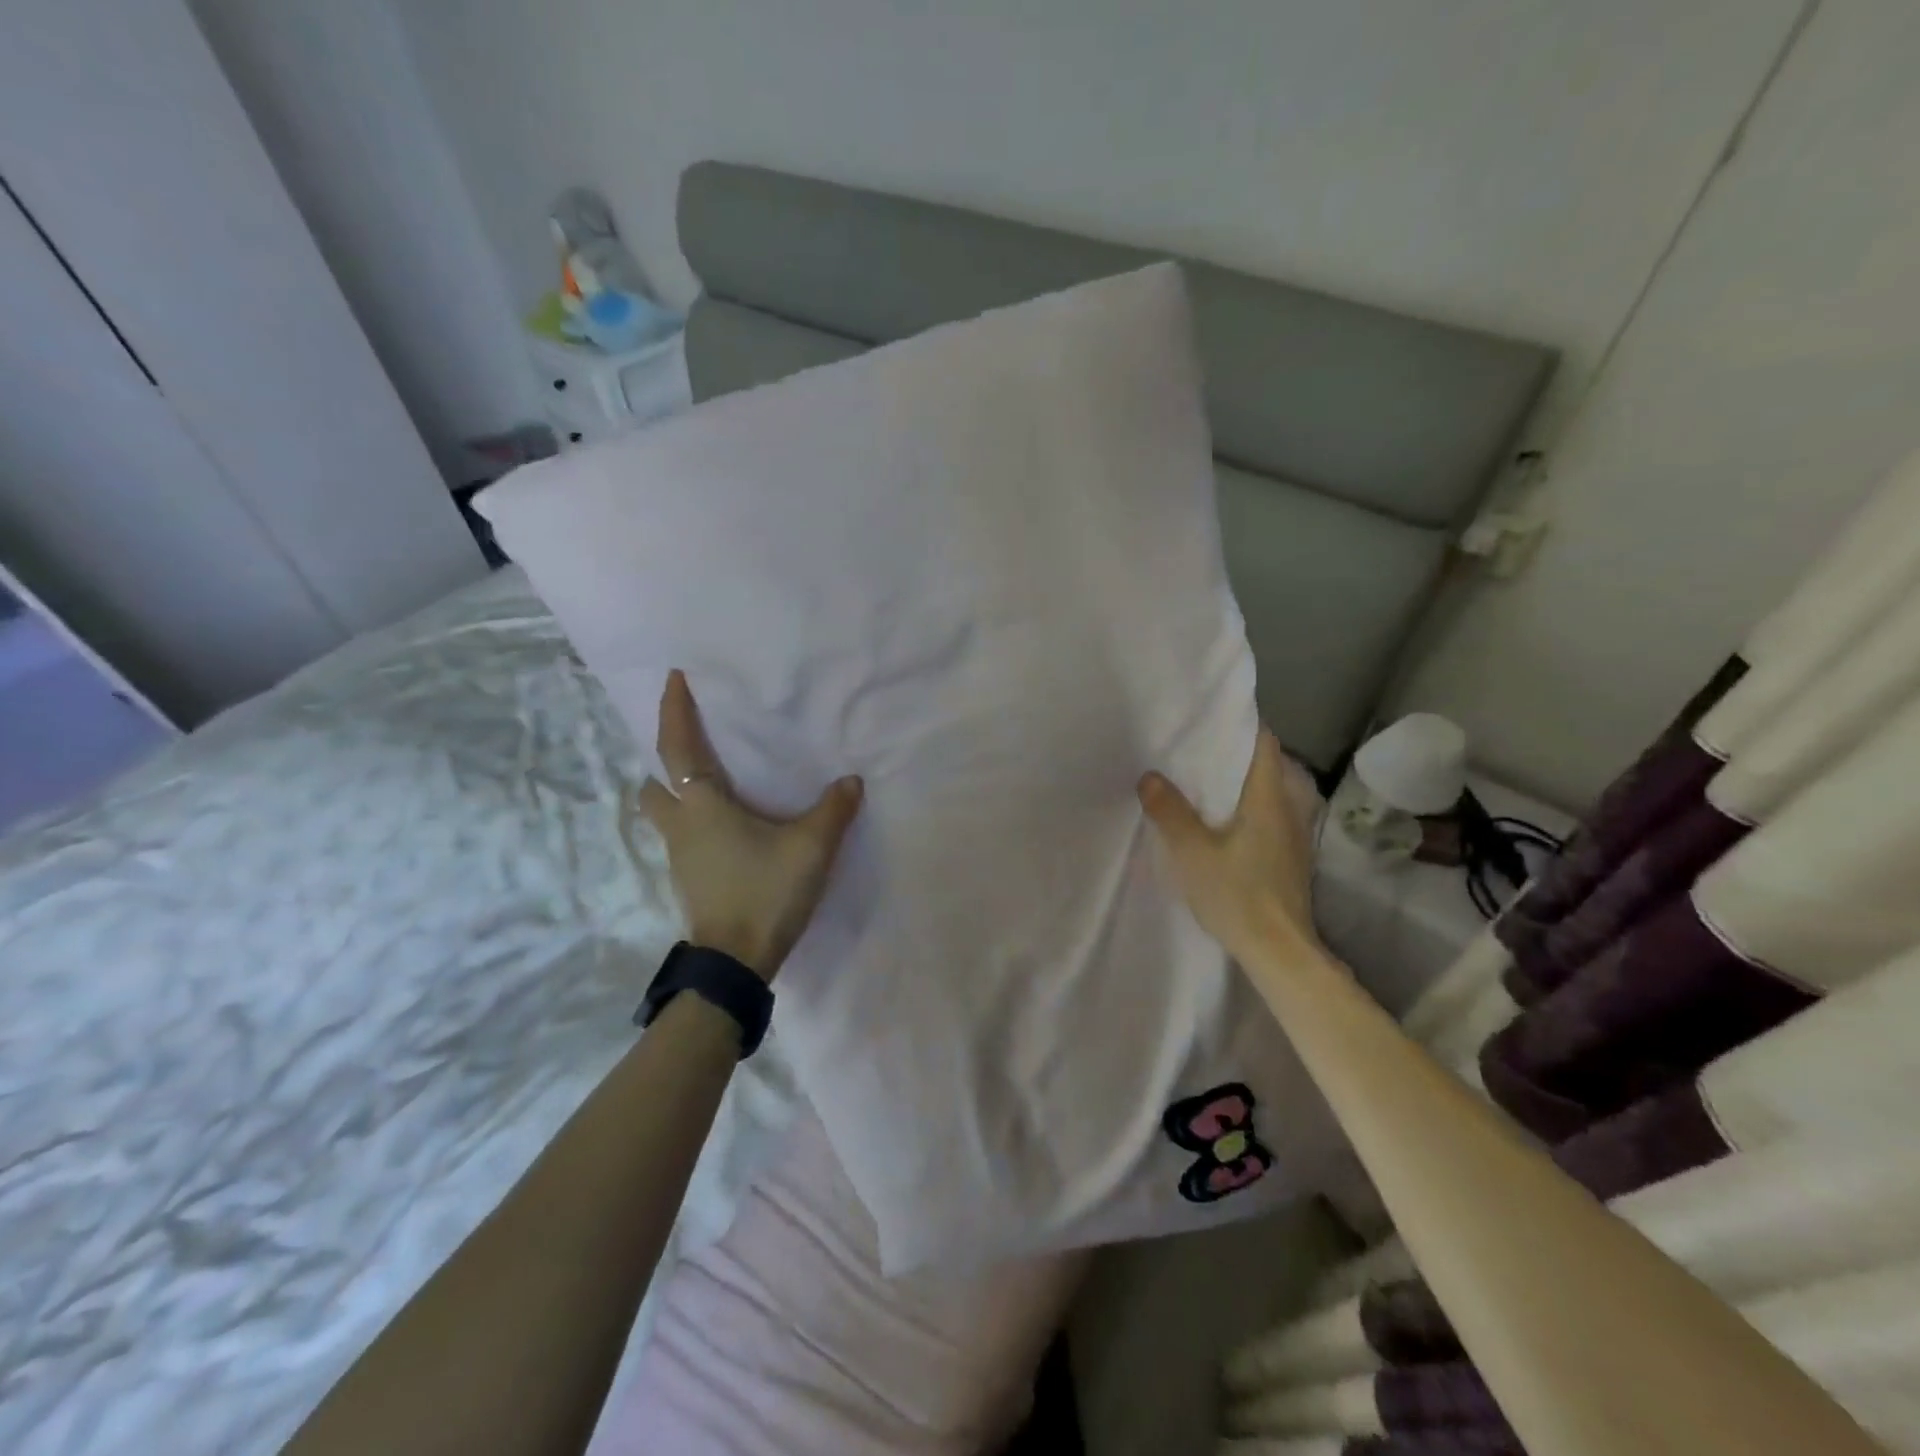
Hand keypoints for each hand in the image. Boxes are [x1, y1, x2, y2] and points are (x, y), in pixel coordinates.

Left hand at [637, 670, 863, 981]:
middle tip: (693, 747)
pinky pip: (682, 836)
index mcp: (702, 806)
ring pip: (664, 813)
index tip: (673, 679)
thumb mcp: (811, 847)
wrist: (736, 961)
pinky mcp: (689, 879)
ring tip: (713, 785)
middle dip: (666, 761)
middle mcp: (681, 826)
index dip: (673, 711)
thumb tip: (851, 780)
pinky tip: (726, 827)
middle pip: (654, 785)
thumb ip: (833, 810)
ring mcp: (679, 856)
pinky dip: (694, 821)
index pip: (677, 748)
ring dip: (677, 793)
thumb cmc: (766, 892)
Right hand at [1137, 727, 1322, 969]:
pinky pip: (1267, 816)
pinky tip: (1220, 821)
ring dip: (1240, 783)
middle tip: (1195, 749)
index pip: (1264, 743)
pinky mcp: (1289, 857)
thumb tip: (1150, 776)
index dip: (1241, 725)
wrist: (1279, 951)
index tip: (1210, 718)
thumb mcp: (1192, 852)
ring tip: (1202, 781)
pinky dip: (1245, 808)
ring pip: (1268, 793)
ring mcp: (1294, 835)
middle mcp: (1289, 809)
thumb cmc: (1237, 894)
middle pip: (1267, 766)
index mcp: (1269, 798)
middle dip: (1234, 754)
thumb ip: (1170, 811)